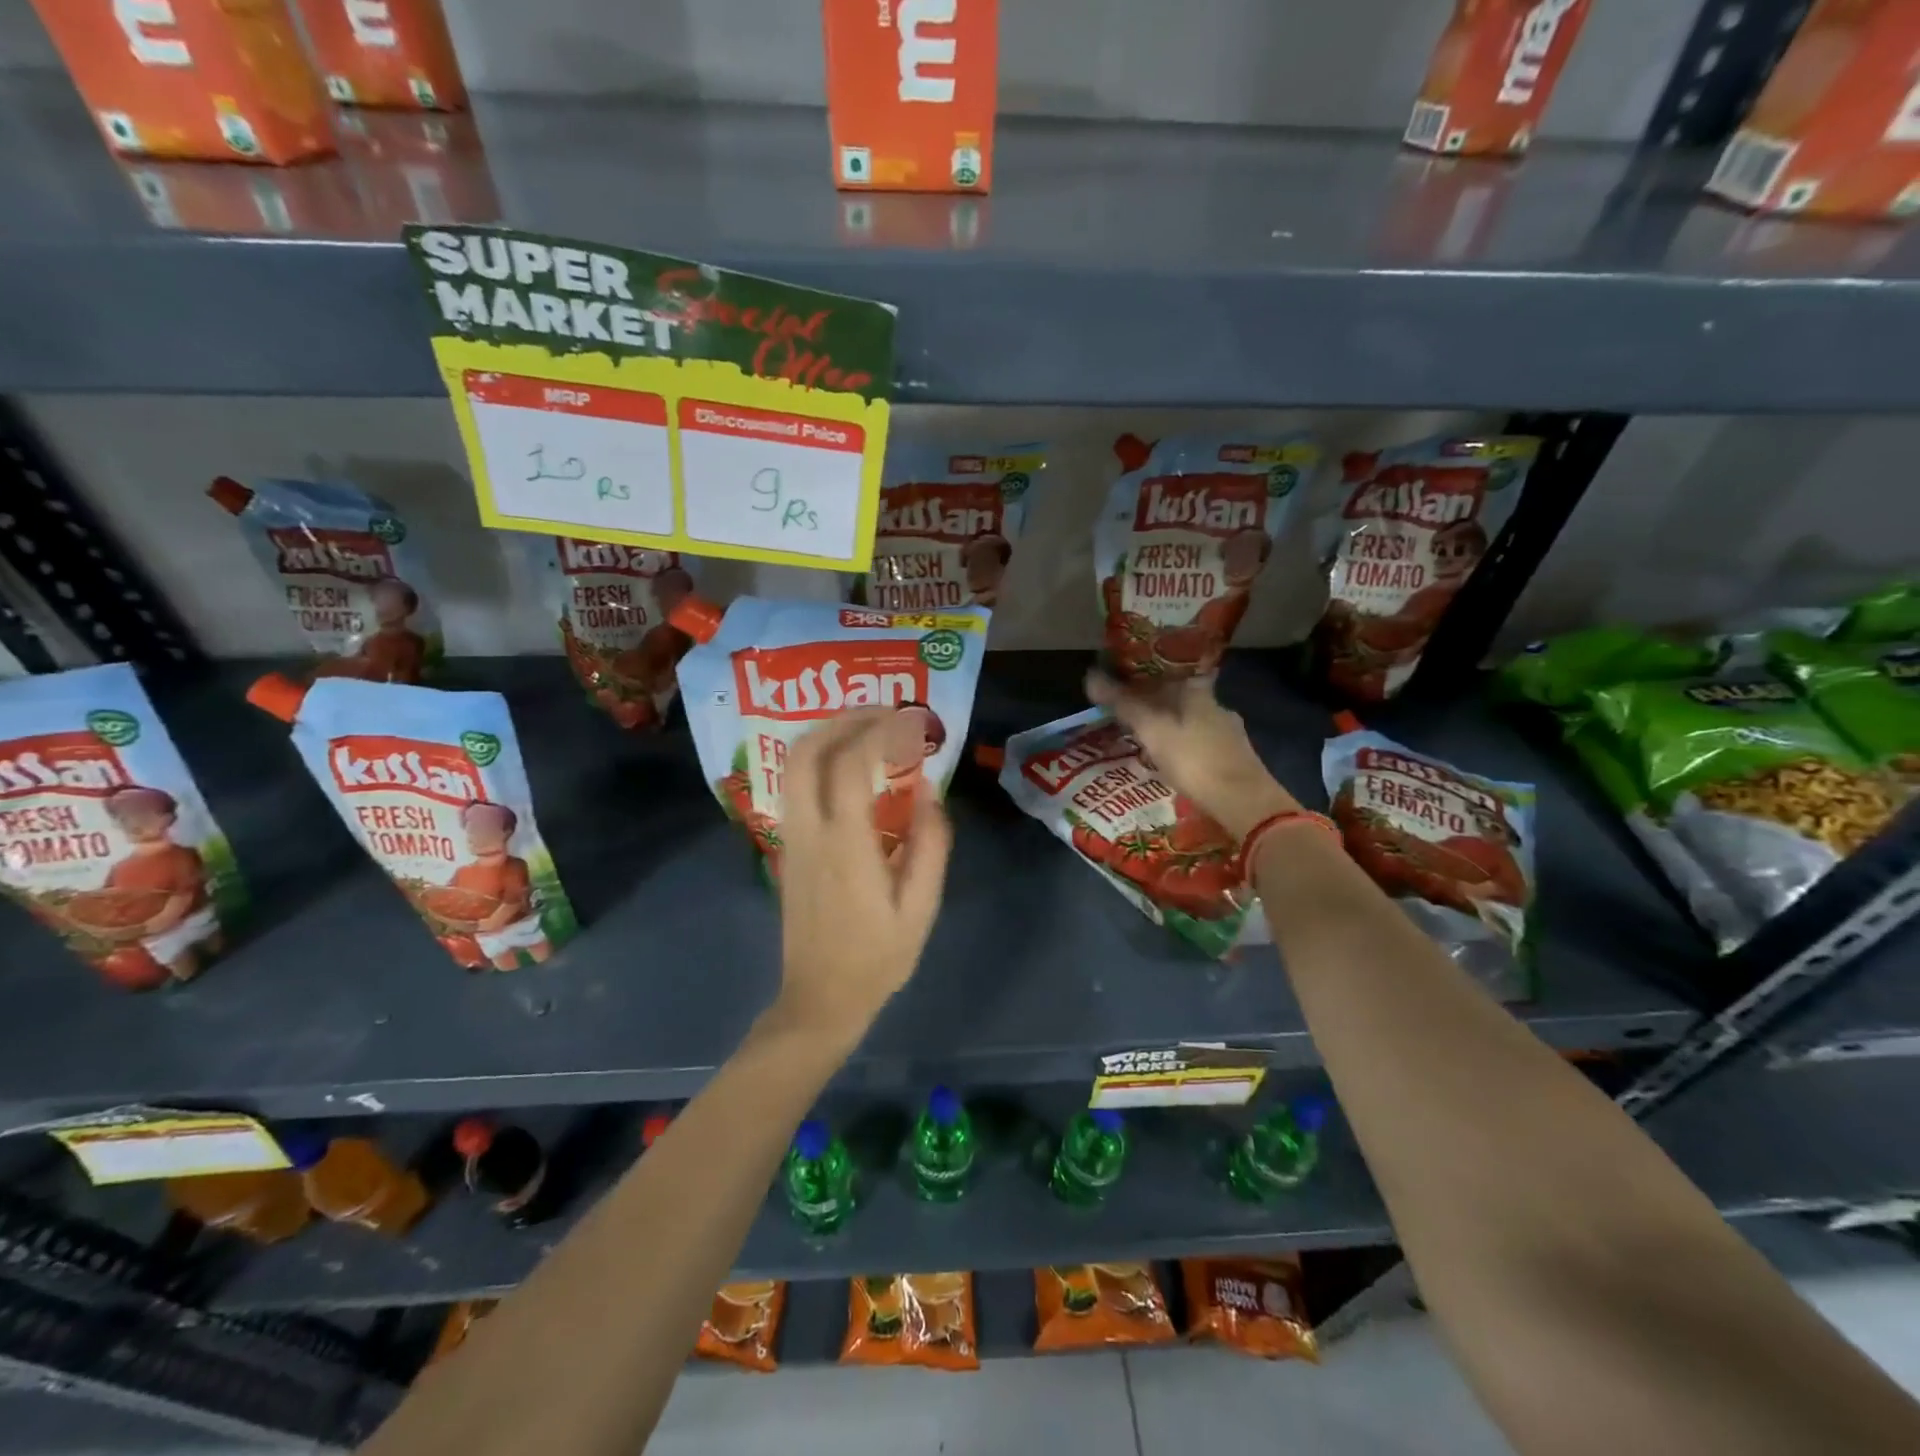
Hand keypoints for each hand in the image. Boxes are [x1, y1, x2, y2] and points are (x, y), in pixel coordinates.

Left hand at [772, 709, 951, 1048]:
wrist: (819, 999)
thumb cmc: (878, 958)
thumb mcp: (921, 908)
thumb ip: (931, 845)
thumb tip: (929, 790)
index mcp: (845, 845)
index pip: (851, 765)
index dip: (880, 732)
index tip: (911, 720)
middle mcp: (809, 831)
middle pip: (806, 751)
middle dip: (843, 719)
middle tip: (884, 712)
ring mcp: (791, 837)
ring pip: (793, 764)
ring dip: (827, 734)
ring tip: (869, 729)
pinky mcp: (786, 847)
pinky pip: (795, 785)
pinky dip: (819, 758)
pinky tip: (850, 766)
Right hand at [1086, 671, 1298, 840]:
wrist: (1245, 803)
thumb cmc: (1195, 760)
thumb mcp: (1152, 731)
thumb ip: (1123, 705)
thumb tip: (1090, 675)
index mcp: (1198, 692)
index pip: (1170, 671)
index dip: (1147, 673)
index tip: (1126, 679)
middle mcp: (1217, 706)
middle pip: (1181, 696)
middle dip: (1155, 701)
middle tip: (1128, 710)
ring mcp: (1229, 733)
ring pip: (1192, 720)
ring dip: (1170, 725)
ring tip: (1144, 736)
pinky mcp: (1235, 758)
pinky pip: (1201, 742)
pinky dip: (1184, 745)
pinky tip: (1172, 758)